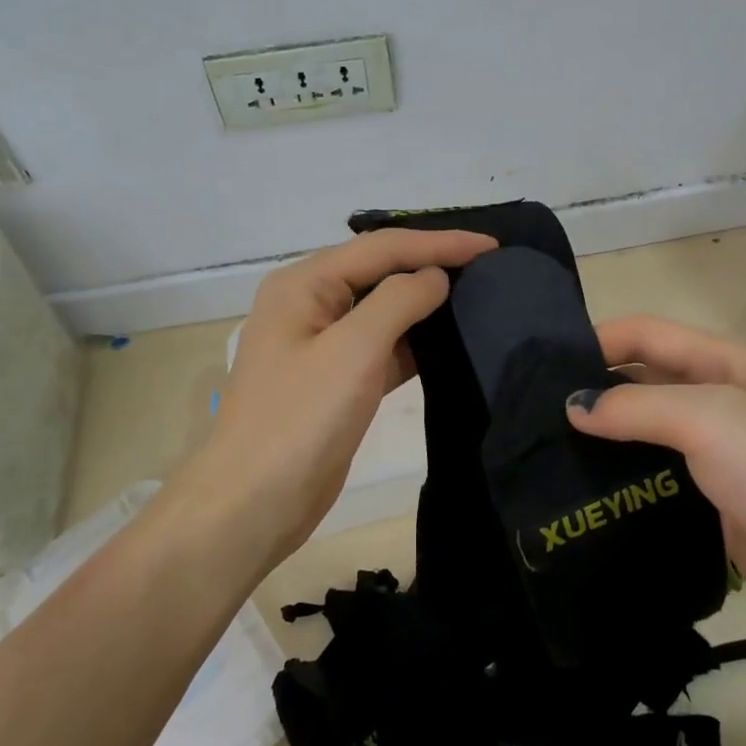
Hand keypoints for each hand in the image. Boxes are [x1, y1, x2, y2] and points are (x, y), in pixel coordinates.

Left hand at [176, 226, 496, 567]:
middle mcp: (309, 305)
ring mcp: (321, 345)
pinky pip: (381, 347)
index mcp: (303, 284)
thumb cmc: (301, 419)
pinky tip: (450, 342)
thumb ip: (398, 301)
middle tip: (487, 264)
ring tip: (478, 295)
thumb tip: (435, 276)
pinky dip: (414, 342)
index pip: (381, 248)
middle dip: (431, 263)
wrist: (255, 503)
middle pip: (379, 271)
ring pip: (382, 310)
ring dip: (425, 303)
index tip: (491, 245)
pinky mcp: (336, 381)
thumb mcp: (353, 350)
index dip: (438, 242)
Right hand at [565, 316, 745, 672]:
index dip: (593, 340)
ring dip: (600, 442)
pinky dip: (620, 485)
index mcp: (722, 364)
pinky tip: (581, 500)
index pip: (642, 333)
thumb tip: (573, 405)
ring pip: (643, 436)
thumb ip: (637, 405)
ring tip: (540, 459)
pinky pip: (654, 484)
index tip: (535, 368)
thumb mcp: (712, 420)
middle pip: (639, 381)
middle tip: (526, 418)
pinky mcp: (713, 508)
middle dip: (589, 391)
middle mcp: (716, 403)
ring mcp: (716, 459)